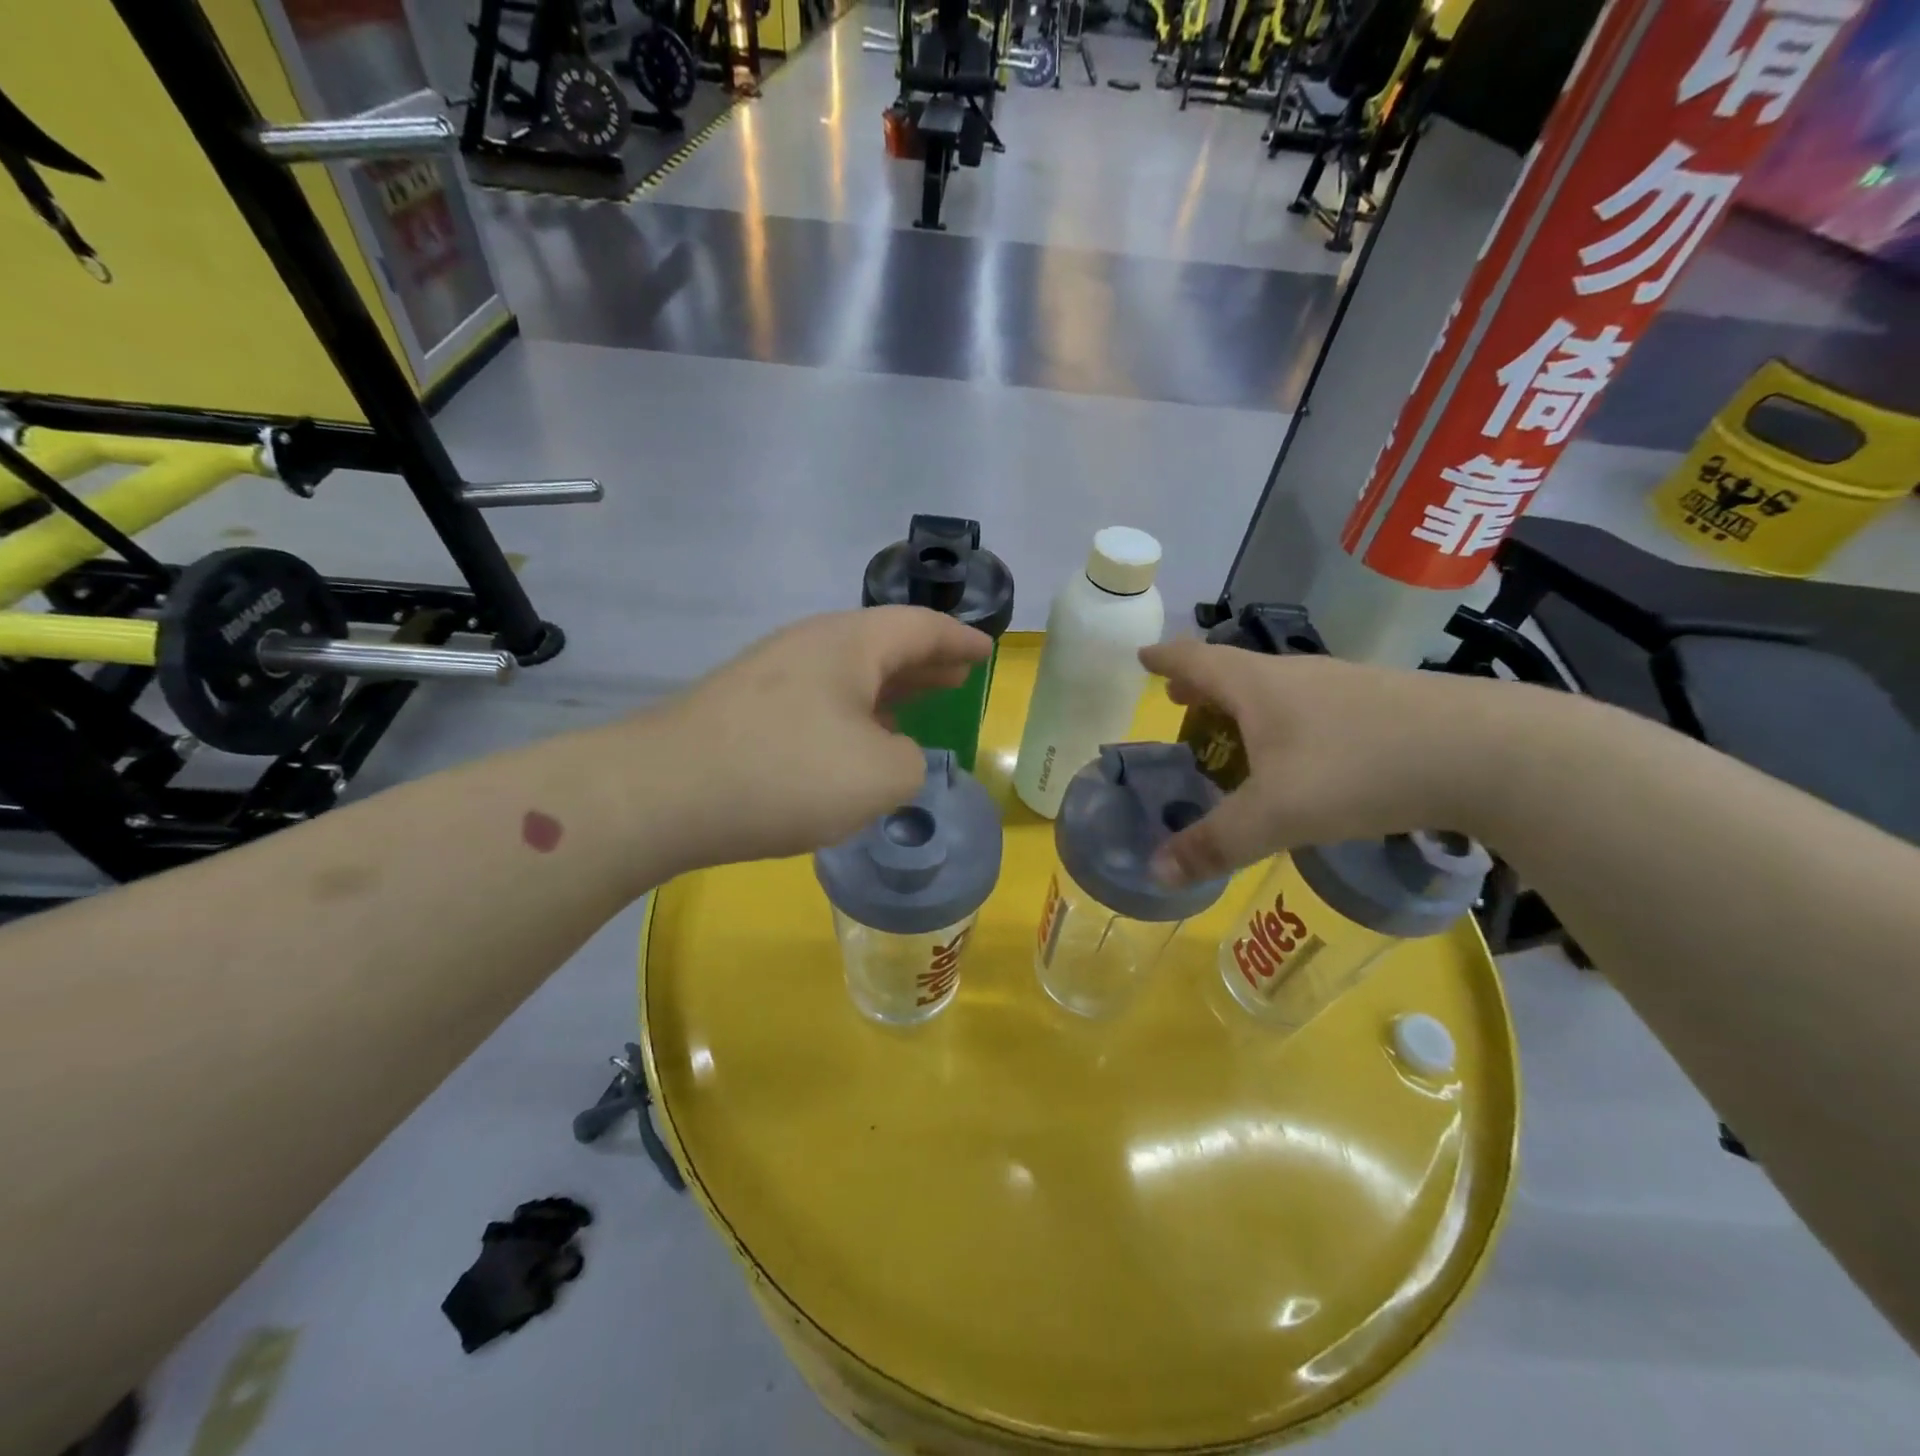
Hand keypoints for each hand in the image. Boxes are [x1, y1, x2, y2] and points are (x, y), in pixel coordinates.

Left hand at [657, 608, 992, 870]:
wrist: (664, 792)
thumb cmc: (789, 773)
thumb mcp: (881, 776)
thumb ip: (912, 763)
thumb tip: (895, 756)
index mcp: (851, 643)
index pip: (920, 627)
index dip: (960, 640)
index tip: (986, 651)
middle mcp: (811, 645)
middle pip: (882, 644)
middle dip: (925, 661)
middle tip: (957, 674)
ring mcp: (771, 674)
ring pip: (847, 673)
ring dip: (888, 688)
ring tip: (916, 705)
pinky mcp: (744, 708)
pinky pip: (818, 699)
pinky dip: (852, 713)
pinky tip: (855, 741)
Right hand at [1140, 639, 1533, 883]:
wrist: (1490, 753)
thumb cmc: (1360, 770)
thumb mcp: (1277, 815)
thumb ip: (1214, 844)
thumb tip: (1154, 872)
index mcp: (1260, 686)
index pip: (1197, 660)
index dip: (1165, 659)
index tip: (1142, 657)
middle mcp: (1299, 675)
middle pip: (1236, 671)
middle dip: (1202, 686)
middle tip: (1180, 703)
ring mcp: (1347, 686)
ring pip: (1279, 688)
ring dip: (1246, 704)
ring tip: (1235, 732)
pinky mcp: (1387, 704)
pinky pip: (1316, 706)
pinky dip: (1288, 721)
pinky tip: (1305, 754)